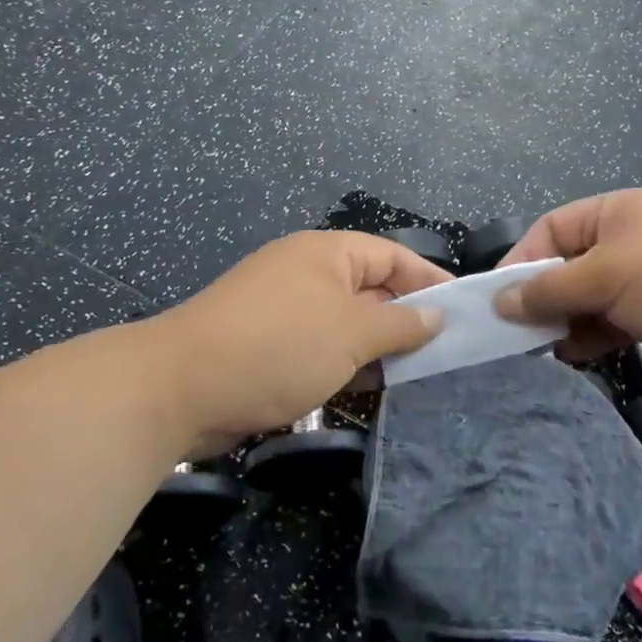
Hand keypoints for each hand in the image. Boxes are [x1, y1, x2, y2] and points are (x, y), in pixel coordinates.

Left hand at [147, 231, 449, 454]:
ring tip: (418, 375)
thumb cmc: (277, 347)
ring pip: (346, 322)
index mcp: (327, 253)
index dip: (430, 280)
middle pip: (371, 288)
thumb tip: (437, 316)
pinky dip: (346, 363)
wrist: (178, 389)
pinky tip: (371, 389)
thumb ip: (400, 325)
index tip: (464, 310)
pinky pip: (321, 345)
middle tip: (447, 351)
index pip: (392, 256)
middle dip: (406, 318)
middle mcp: (307, 272)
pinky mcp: (267, 343)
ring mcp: (284, 308)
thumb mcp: (350, 334)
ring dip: (377, 346)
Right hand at [494, 189, 641, 383]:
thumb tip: (500, 301)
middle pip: (566, 266)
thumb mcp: (608, 276)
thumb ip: (551, 289)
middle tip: (514, 334)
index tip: (495, 301)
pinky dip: (592, 337)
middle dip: (541, 297)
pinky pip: (612, 322)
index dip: (520, 262)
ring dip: (565, 322)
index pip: (549, 230)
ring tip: (541, 350)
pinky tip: (574, 357)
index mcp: (613, 212)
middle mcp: (627, 239)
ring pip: (588, 298)